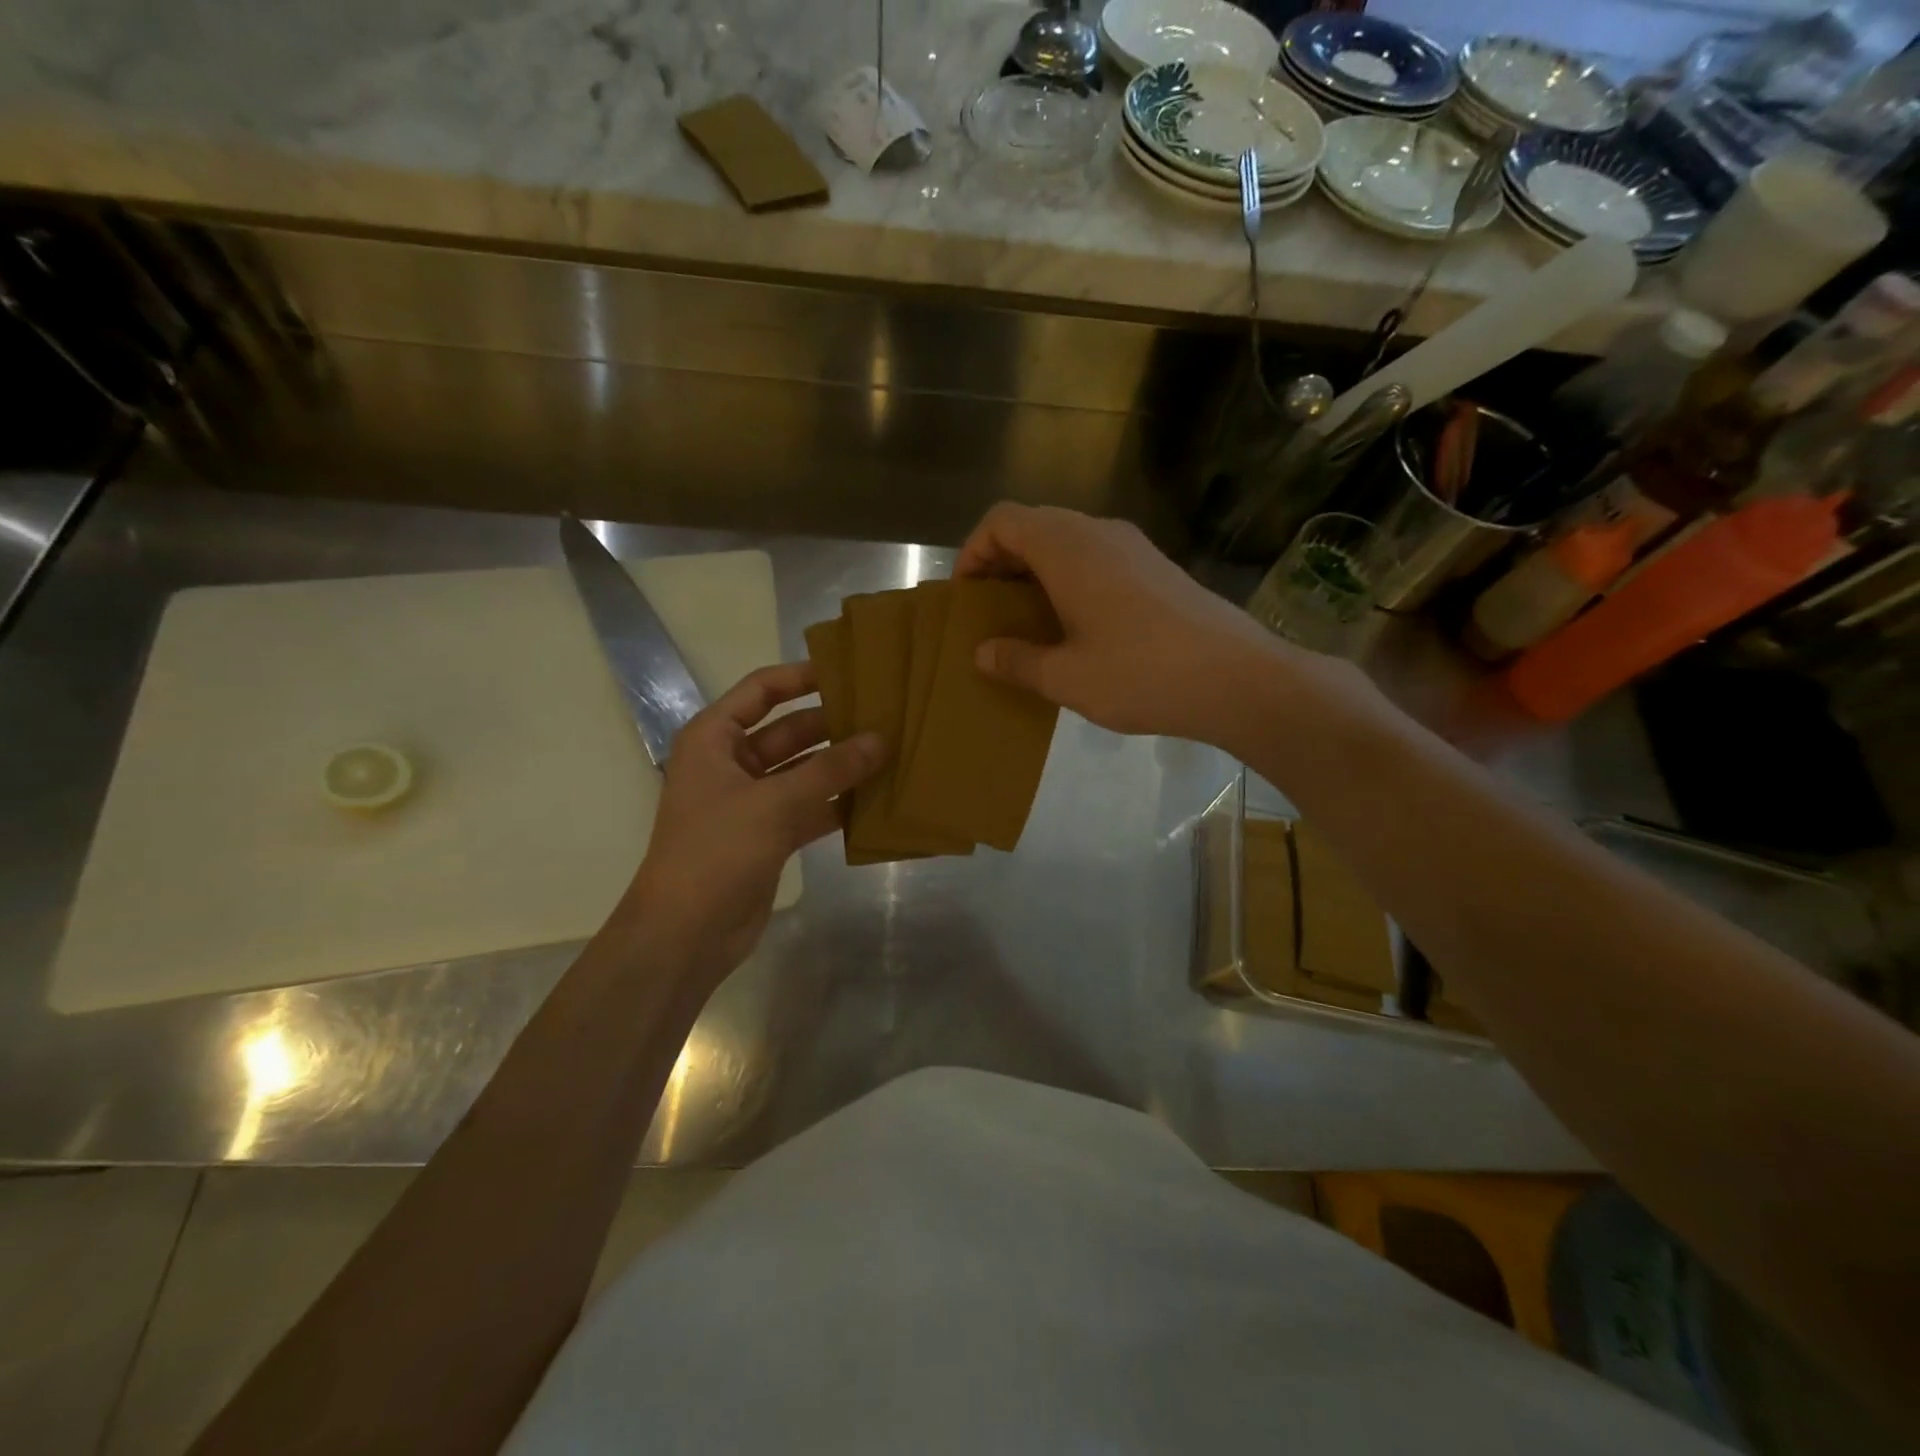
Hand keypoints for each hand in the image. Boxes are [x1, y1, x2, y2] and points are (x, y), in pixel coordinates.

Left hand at [618, 663, 881, 981]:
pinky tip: (877, 799)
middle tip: (884, 714)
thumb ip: (830, 770)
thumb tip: (881, 740)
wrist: (686, 933)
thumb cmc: (717, 851)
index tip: (849, 669)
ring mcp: (752, 801)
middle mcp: (732, 764)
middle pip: (789, 731)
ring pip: (804, 771)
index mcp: (714, 739)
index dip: (801, 677)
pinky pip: (810, 807)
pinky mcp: (769, 835)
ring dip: (841, 766)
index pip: (760, 691)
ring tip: (890, 751)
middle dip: (833, 724)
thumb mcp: (774, 803)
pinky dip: (838, 803)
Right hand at [956, 504, 1311, 744]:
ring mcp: (1133, 546)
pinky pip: (1096, 558)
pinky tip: (1076, 626)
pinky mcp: (1156, 567)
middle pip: (1034, 526)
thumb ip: (1017, 661)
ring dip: (1037, 572)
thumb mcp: (1066, 677)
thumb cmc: (1141, 674)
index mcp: (1068, 547)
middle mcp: (1099, 532)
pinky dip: (1070, 579)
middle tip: (990, 611)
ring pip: (1067, 541)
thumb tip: (983, 653)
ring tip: (1028, 622)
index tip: (966, 596)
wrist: (1238, 677)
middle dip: (1002, 562)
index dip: (973, 551)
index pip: (1003, 520)